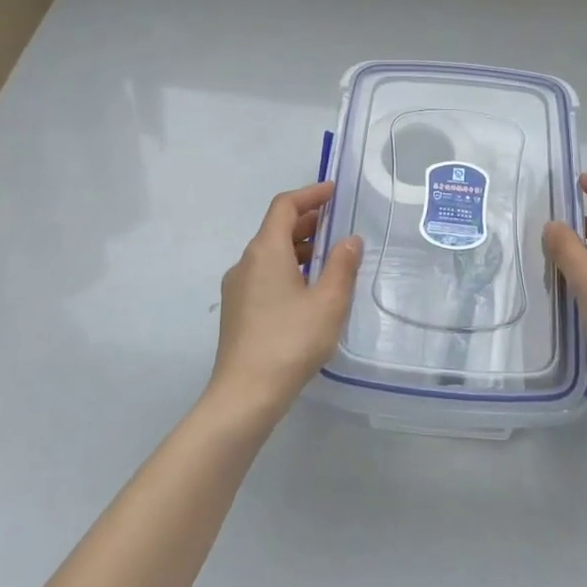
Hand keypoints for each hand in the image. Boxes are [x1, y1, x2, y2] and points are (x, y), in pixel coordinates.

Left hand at [210, 182, 362, 418]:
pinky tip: (308, 291)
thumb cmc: (291, 340)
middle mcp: (246, 262)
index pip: (285, 206)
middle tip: (338, 225)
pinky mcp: (237, 311)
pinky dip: (288, 269)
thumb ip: (342, 265)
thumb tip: (349, 240)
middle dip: (307, 222)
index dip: (310, 194)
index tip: (334, 192)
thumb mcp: (329, 301)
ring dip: (299, 248)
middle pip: (276, 228)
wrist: (245, 394)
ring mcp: (237, 288)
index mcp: (266, 250)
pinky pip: (264, 275)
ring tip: (330, 259)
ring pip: (270, 254)